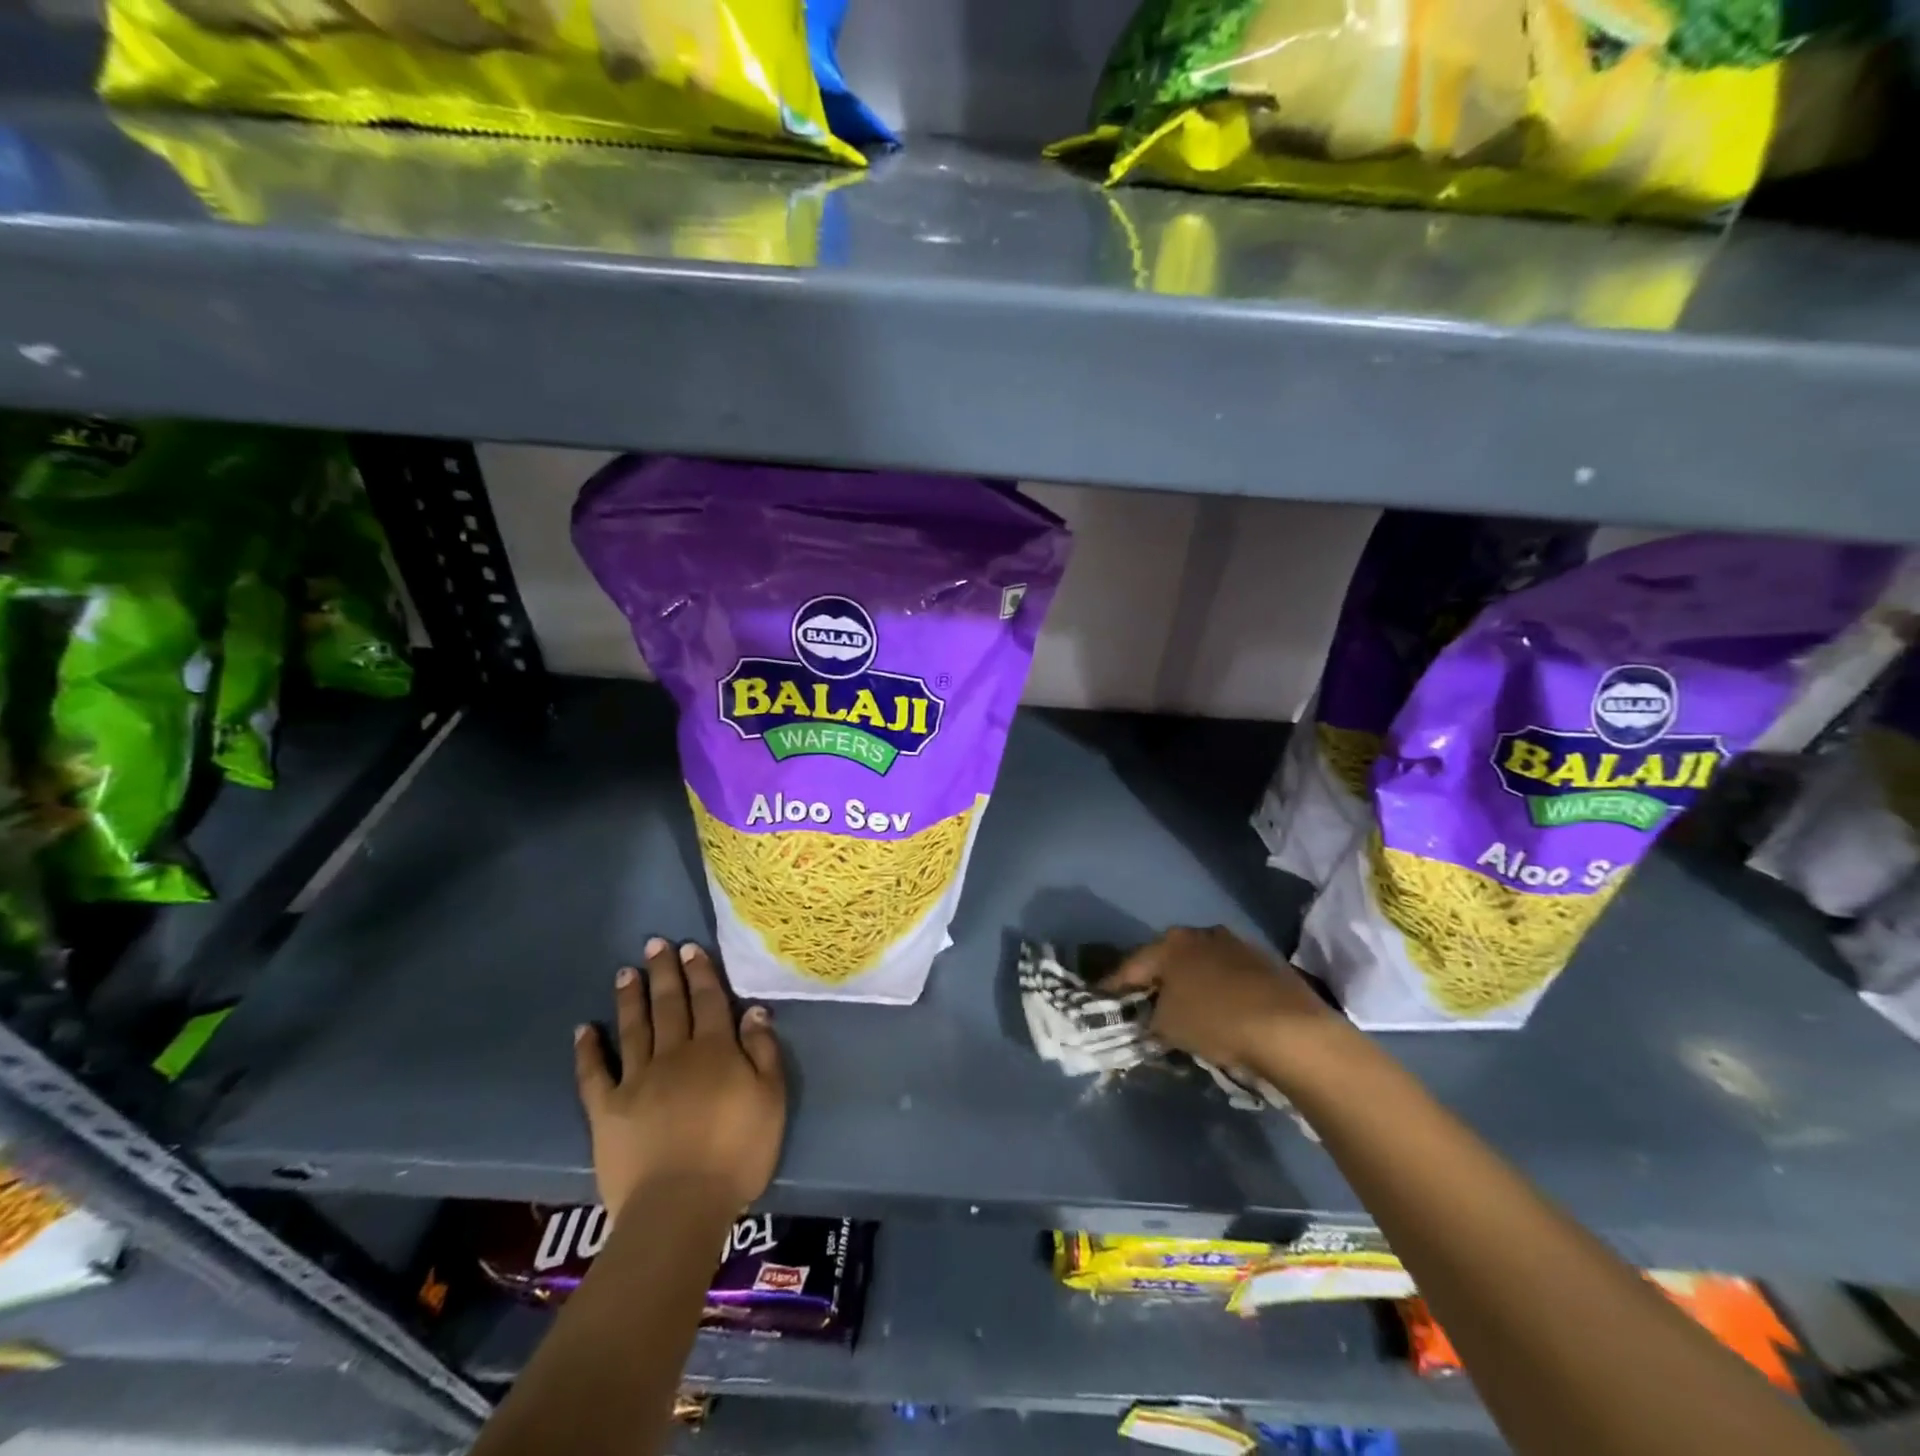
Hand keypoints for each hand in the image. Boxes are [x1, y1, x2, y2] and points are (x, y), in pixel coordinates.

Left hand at [573, 938, 785, 1220]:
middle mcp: (674, 1054)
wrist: (679, 1206)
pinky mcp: (606, 1110)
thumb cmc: (737, 1152)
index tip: (690, 948)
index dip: (700, 972)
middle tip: (655, 944)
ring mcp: (636, 1080)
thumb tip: (753, 1011)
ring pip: (634, 1029)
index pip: (708, 1000)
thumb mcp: (771, 1099)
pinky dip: (587, 1050)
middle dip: (663, 973)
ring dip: (630, 998)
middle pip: (669, 1005)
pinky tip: (583, 1029)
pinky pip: (594, 1074)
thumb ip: (763, 1051)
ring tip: (625, 972)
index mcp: (714, 1050)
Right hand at [1103, 926, 1347, 1084]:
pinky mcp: (1266, 963)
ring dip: (1189, 984)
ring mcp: (1236, 945)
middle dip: (1154, 980)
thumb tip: (1150, 1016)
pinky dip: (1218, 990)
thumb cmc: (1216, 1021)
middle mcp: (1201, 934)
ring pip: (1200, 965)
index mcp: (1171, 943)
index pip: (1131, 965)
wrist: (1291, 1030)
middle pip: (1167, 959)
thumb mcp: (1168, 1026)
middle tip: (1143, 1004)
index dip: (1114, 985)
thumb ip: (1149, 1017)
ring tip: (1184, 1010)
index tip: (1101, 1000)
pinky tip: (1221, 1012)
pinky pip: (1228, 976)